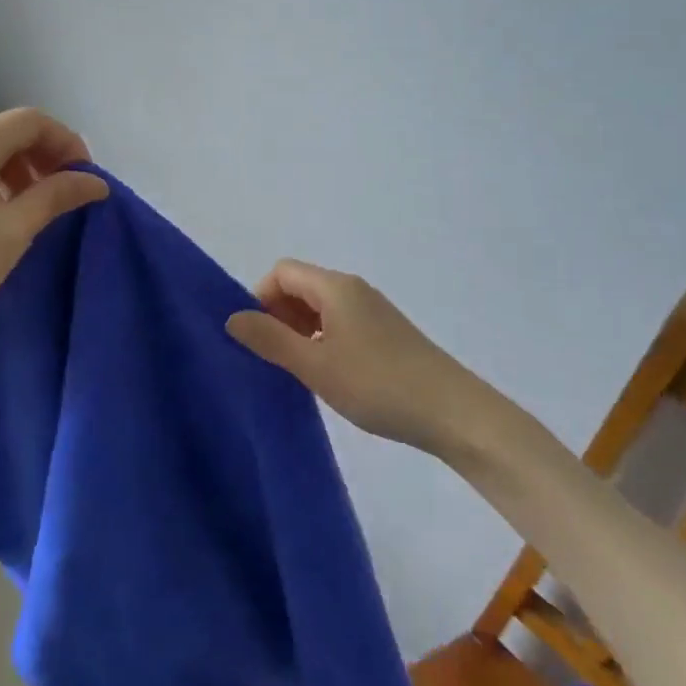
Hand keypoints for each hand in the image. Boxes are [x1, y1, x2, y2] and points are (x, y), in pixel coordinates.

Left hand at [0, 109, 108, 357]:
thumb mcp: (14, 230)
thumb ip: (56, 196)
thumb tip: (96, 182)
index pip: (31, 121)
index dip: (67, 141)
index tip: (85, 177)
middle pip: (10, 132)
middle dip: (46, 155)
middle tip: (67, 192)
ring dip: (22, 169)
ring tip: (38, 207)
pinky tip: (4, 213)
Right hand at [226, 260, 498, 459]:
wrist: (453, 413)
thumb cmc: (378, 385)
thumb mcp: (315, 365)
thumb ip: (270, 340)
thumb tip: (232, 317)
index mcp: (335, 287)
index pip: (282, 272)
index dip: (261, 298)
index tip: (258, 338)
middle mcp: (354, 289)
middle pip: (300, 286)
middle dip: (278, 315)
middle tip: (275, 358)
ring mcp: (373, 310)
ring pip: (320, 307)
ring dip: (300, 331)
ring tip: (299, 371)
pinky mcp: (386, 333)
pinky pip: (340, 323)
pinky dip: (323, 340)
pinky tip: (329, 375)